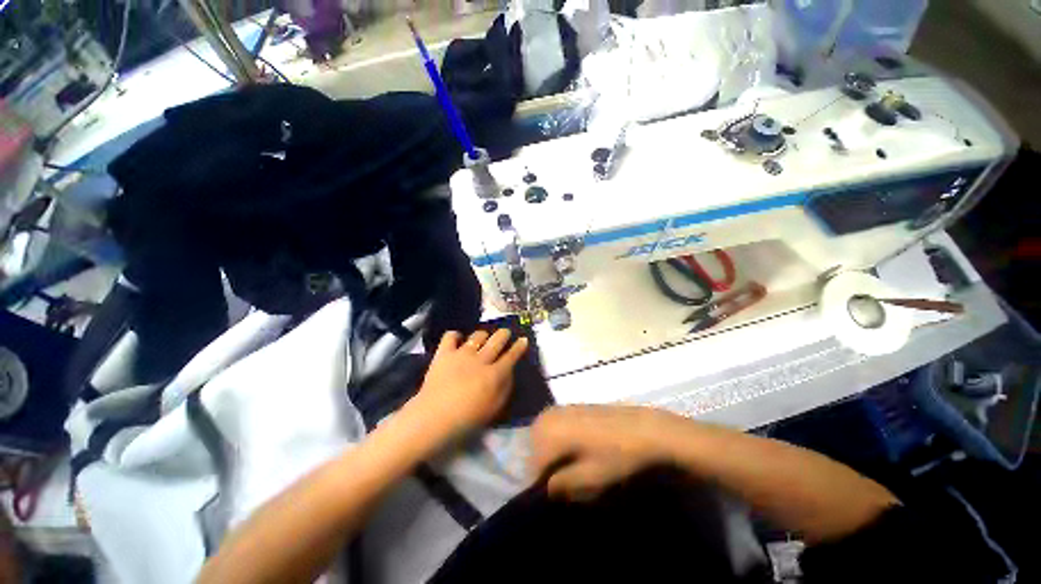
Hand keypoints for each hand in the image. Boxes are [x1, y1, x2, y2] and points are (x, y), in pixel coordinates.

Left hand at [409, 329, 527, 438]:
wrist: (433, 418)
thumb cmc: (467, 420)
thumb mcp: (494, 409)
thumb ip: (505, 388)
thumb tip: (509, 372)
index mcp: (494, 374)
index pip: (511, 356)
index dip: (519, 347)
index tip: (524, 339)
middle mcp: (481, 359)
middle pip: (496, 340)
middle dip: (504, 334)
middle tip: (506, 332)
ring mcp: (462, 354)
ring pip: (477, 336)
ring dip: (482, 335)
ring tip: (483, 337)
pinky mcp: (444, 353)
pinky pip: (450, 336)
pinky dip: (455, 336)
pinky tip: (457, 339)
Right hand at [529, 405, 675, 500]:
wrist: (645, 427)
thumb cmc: (618, 454)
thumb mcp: (591, 477)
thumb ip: (563, 483)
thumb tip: (547, 487)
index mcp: (551, 432)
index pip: (533, 464)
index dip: (541, 484)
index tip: (556, 496)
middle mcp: (550, 416)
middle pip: (534, 446)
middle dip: (544, 465)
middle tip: (562, 482)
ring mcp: (561, 408)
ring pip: (542, 434)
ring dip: (550, 452)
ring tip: (568, 467)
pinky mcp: (573, 406)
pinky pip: (554, 424)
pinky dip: (557, 438)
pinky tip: (574, 449)